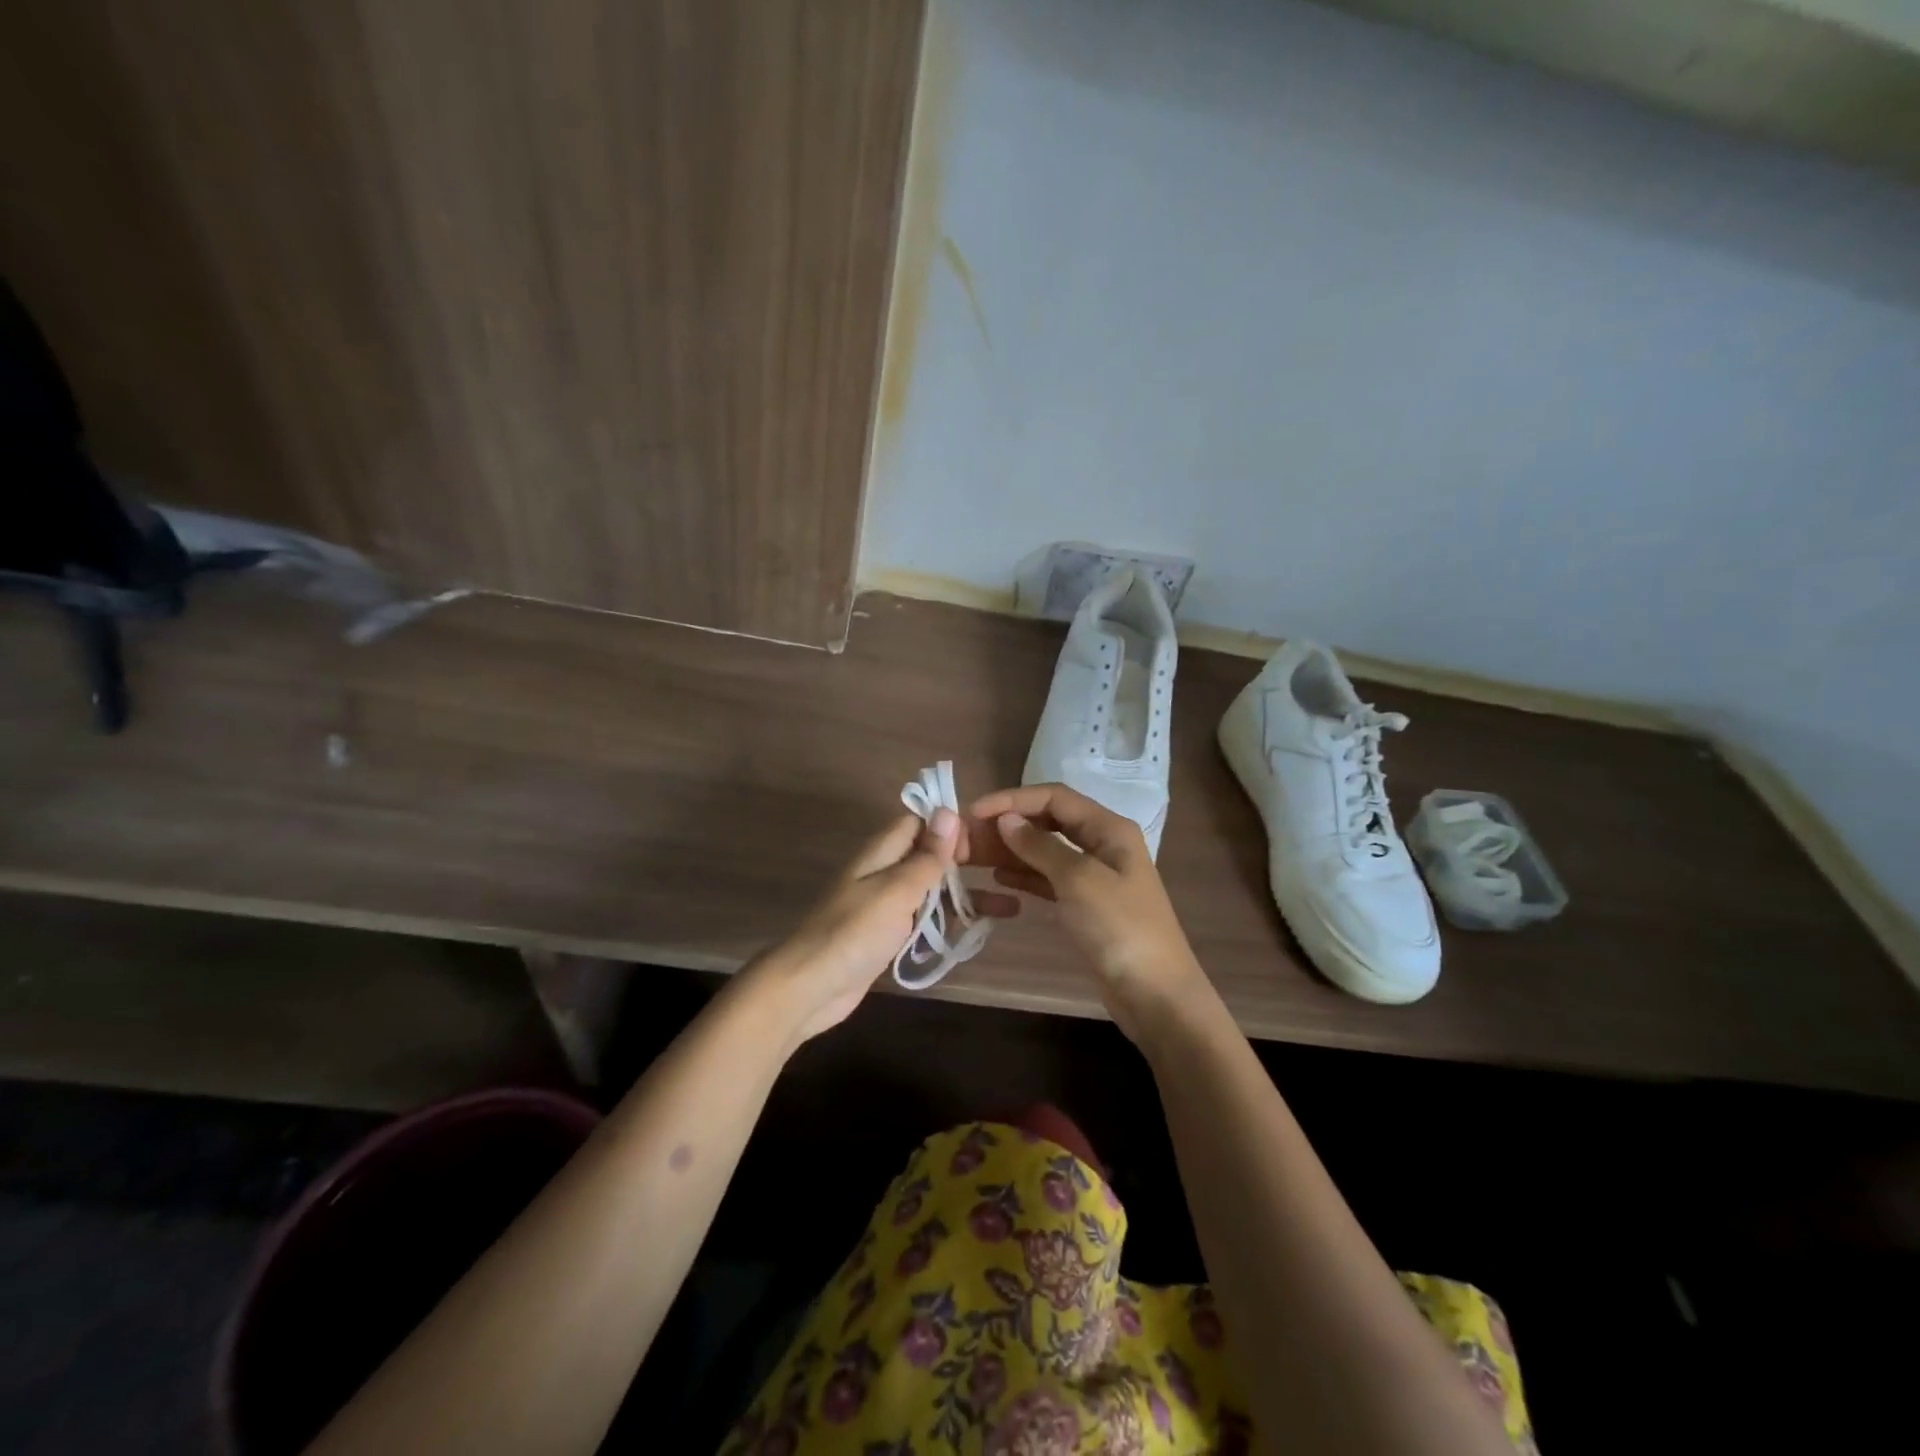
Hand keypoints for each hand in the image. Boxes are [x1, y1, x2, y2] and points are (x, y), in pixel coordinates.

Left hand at [752, 808, 1019, 1044]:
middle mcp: (884, 873)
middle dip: (966, 862)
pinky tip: (978, 930)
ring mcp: (885, 906)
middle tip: (1007, 870)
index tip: (986, 840)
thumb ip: (926, 856)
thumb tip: (948, 811)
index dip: (950, 826)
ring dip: (965, 895)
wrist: (811, 988)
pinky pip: (924, 920)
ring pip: (932, 891)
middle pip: (929, 856)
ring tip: (1010, 906)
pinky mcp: (887, 936)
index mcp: (881, 852)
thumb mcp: (896, 890)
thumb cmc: (854, 933)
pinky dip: (948, 922)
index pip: (918, 822)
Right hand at [966, 784, 1209, 1042]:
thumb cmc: (1120, 929)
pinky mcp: (1086, 904)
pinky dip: (1025, 875)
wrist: (1155, 994)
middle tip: (968, 836)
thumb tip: (1007, 819)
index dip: (1012, 800)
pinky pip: (1049, 878)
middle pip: (1049, 821)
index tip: (974, 812)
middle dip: (1009, 824)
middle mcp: (1102, 844)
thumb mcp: (1078, 880)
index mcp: (1109, 828)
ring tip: (973, 856)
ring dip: (1012, 850)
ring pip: (1046, 850)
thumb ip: (1040, 846)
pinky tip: (999, 879)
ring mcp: (1095, 876)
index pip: (1054, 797)